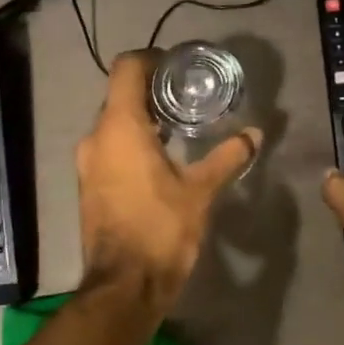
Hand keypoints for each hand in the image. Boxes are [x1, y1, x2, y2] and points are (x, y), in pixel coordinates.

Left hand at [77, 52, 261, 304]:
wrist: (124, 285)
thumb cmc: (161, 229)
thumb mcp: (200, 191)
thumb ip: (227, 157)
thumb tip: (255, 135)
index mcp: (119, 128)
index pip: (126, 69)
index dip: (150, 59)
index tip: (176, 66)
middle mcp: (95, 138)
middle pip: (119, 96)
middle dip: (151, 91)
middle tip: (187, 96)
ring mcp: (87, 163)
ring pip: (113, 125)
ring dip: (141, 119)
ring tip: (178, 126)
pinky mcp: (89, 185)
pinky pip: (109, 149)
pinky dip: (131, 143)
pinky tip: (160, 158)